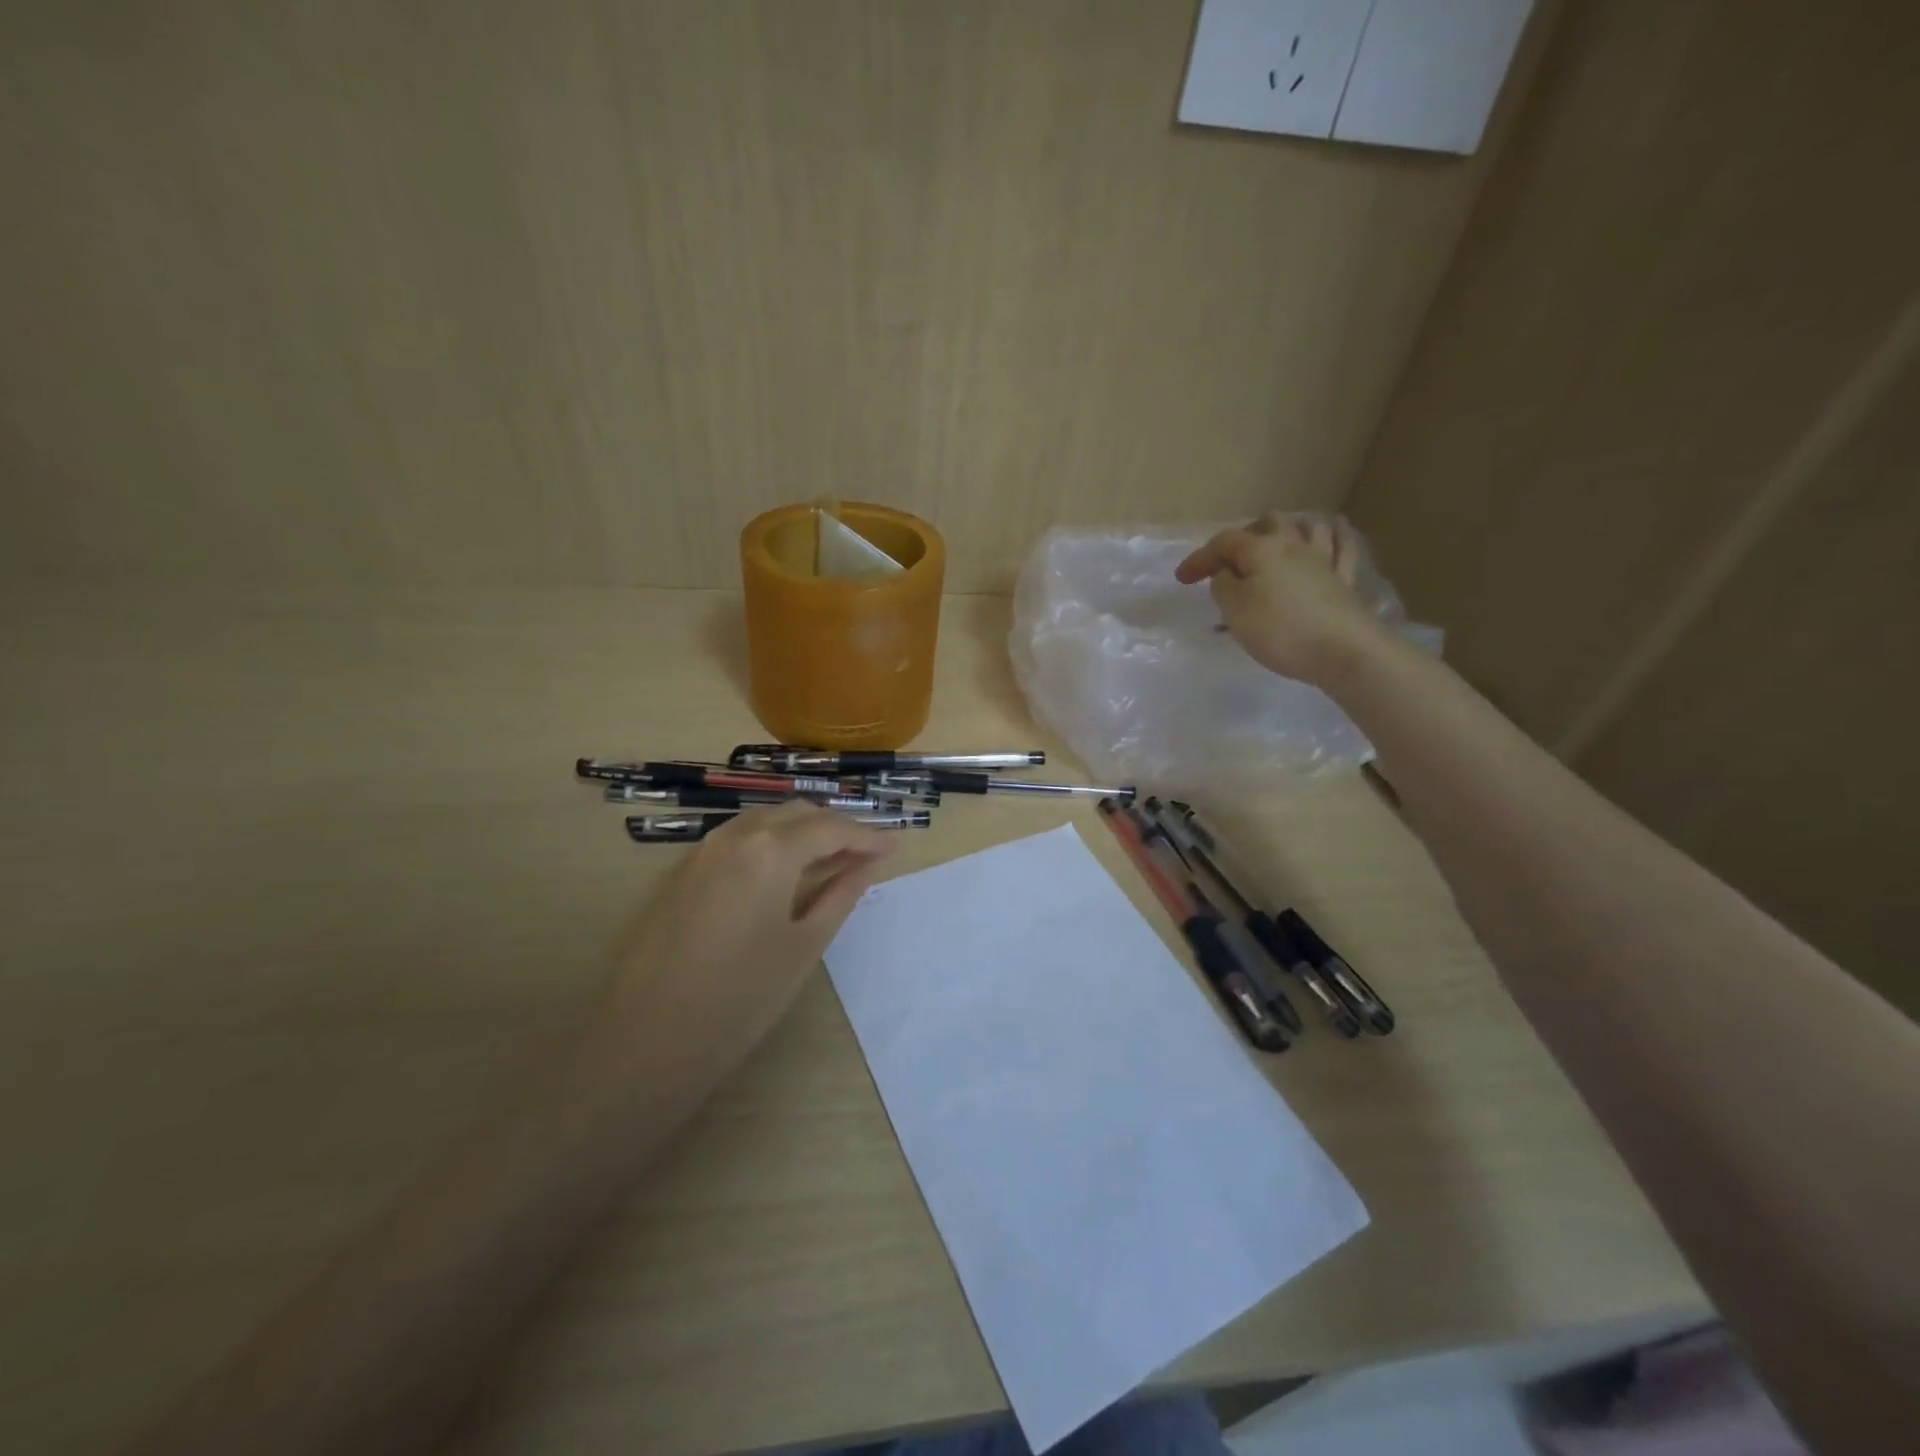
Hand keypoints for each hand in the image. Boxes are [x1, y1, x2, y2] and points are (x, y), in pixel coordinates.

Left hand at [591, 802, 896, 1097]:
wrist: (646, 1041)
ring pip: (763, 821)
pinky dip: (768, 844)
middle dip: (834, 827)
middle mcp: (734, 835)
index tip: (894, 846)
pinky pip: (736, 840)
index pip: (830, 828)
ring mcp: (701, 851)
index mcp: (771, 849)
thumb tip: (868, 865)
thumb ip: (840, 895)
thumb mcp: (804, 946)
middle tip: (865, 853)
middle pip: (796, 813)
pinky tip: (781, 873)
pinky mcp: (680, 872)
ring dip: (800, 831)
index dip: (867, 836)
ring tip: (829, 860)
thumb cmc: (741, 998)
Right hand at [1176, 512, 1388, 685]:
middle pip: (1268, 523)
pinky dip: (1336, 535)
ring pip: (1308, 527)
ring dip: (1289, 527)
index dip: (1200, 558)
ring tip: (1277, 539)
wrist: (1343, 651)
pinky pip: (1342, 547)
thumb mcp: (1234, 610)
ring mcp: (1323, 560)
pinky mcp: (1344, 580)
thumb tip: (1227, 574)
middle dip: (1244, 535)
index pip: (1223, 542)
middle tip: (1229, 559)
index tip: (1183, 580)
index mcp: (1261, 550)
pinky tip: (1335, 529)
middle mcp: (1293, 545)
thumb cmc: (1280, 631)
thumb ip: (1223, 586)